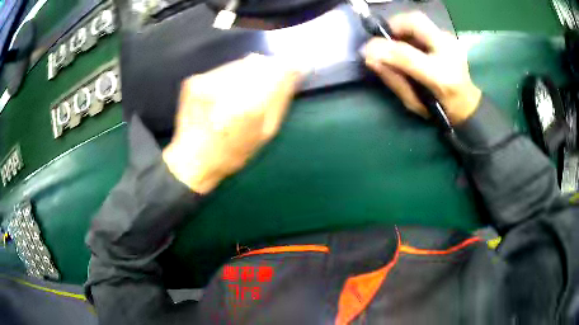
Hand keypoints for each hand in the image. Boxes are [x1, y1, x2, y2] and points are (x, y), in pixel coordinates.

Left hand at [162, 54, 303, 193]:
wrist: (192, 159)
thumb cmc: (234, 153)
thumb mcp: (266, 132)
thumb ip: (279, 99)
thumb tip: (292, 70)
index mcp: (249, 107)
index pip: (277, 70)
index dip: (286, 68)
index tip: (291, 70)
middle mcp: (227, 89)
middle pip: (258, 62)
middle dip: (267, 69)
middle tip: (264, 86)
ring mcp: (207, 82)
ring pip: (241, 62)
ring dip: (248, 71)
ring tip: (241, 93)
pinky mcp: (194, 80)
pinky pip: (224, 68)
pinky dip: (230, 76)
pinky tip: (224, 94)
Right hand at [361, 12, 481, 124]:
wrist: (468, 105)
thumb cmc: (441, 109)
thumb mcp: (414, 103)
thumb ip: (393, 79)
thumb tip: (369, 58)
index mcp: (441, 76)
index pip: (407, 55)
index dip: (382, 48)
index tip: (366, 50)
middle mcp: (449, 52)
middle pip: (415, 21)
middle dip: (393, 25)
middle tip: (384, 38)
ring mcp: (451, 41)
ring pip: (419, 19)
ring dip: (401, 27)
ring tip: (395, 41)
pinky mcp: (449, 37)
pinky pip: (424, 25)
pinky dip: (410, 30)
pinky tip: (409, 43)